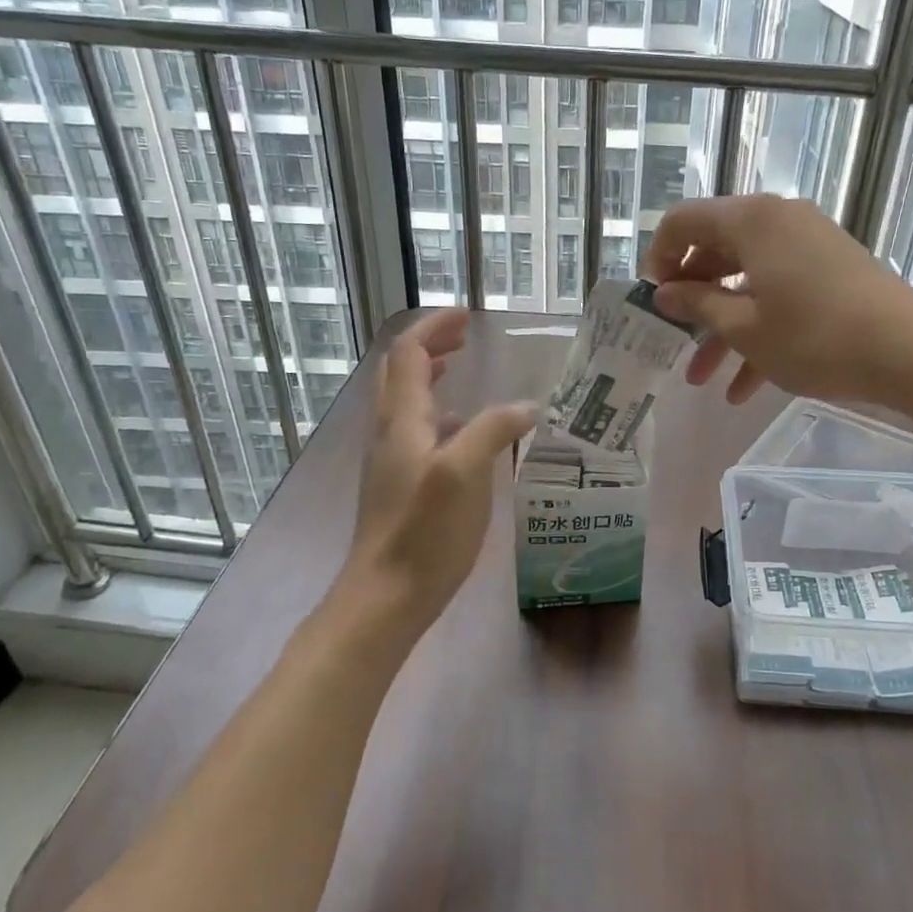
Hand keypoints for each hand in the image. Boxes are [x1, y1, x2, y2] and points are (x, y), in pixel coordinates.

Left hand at [341, 309, 538, 636]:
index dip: (434, 328)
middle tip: (464, 337)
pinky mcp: (397, 485)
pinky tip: (463, 434)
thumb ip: (495, 431)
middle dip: (429, 346)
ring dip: (430, 377)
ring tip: (461, 372)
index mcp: (402, 421)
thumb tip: (527, 407)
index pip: (408, 354)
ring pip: (405, 402)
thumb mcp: (466, 475)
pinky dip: (437, 415)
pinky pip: (414, 432)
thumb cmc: (424, 532)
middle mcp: (389, 433)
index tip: (467, 316)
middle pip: (399, 372)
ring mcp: (389, 461)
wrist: (385, 595)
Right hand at [643, 195, 912, 407]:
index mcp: (750, 221)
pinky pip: (778, 294)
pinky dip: (758, 331)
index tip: (653, 302)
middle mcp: (778, 221)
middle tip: (673, 340)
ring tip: (701, 380)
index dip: (659, 260)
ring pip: (747, 281)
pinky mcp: (829, 271)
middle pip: (715, 252)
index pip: (683, 222)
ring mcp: (807, 245)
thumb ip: (697, 305)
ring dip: (721, 329)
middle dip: (691, 302)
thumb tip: (665, 293)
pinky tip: (744, 389)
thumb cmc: (813, 337)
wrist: (907, 351)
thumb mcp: (743, 327)